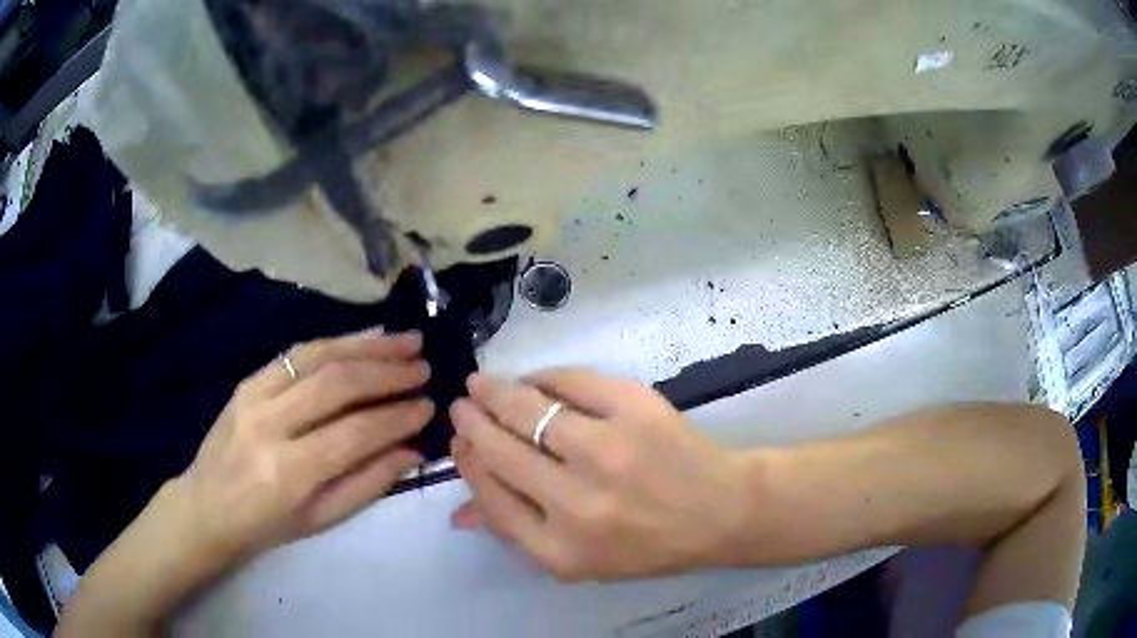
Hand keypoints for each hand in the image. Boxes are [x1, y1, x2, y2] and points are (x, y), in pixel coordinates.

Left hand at [56, 330, 434, 637]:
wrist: (207, 505)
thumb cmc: (267, 524)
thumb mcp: (321, 520)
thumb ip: (368, 484)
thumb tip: (412, 451)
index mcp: (290, 472)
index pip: (355, 433)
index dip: (397, 417)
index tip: (428, 406)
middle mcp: (270, 426)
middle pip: (337, 384)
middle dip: (387, 371)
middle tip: (423, 366)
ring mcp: (254, 396)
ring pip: (317, 357)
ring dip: (366, 345)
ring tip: (404, 340)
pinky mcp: (247, 381)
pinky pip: (295, 354)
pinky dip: (334, 342)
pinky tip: (362, 338)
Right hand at [449, 369, 751, 580]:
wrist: (720, 511)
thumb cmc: (647, 543)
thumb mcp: (580, 559)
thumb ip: (518, 533)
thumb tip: (459, 512)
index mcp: (559, 549)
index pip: (490, 497)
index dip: (468, 463)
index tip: (460, 442)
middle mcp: (576, 504)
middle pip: (501, 450)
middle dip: (472, 421)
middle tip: (462, 404)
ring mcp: (607, 451)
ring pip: (528, 409)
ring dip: (496, 391)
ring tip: (482, 383)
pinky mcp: (635, 409)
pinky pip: (571, 381)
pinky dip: (545, 376)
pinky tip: (534, 380)